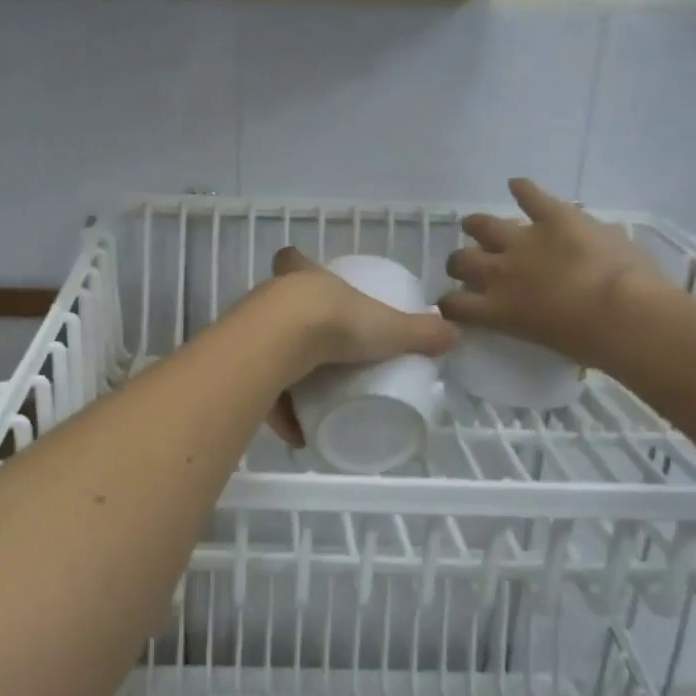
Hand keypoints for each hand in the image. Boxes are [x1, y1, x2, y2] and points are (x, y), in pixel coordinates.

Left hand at [261, 247, 456, 446]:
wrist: (281, 342)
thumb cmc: (336, 321)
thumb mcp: (387, 327)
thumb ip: (420, 332)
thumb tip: (453, 335)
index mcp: (306, 280)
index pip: (295, 260)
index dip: (298, 263)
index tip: (303, 273)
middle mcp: (273, 299)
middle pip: (277, 305)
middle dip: (292, 325)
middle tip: (318, 349)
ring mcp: (251, 331)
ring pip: (265, 349)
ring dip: (284, 375)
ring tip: (311, 402)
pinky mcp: (241, 366)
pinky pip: (261, 391)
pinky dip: (278, 414)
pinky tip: (297, 435)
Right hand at [440, 178, 662, 366]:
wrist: (621, 312)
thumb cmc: (589, 342)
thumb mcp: (543, 340)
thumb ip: (526, 321)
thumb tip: (529, 311)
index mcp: (497, 309)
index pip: (454, 305)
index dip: (450, 303)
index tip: (454, 303)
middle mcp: (499, 273)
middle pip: (462, 261)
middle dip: (462, 263)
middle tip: (470, 264)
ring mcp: (524, 240)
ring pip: (484, 226)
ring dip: (478, 226)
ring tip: (475, 225)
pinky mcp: (554, 217)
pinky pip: (531, 196)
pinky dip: (523, 189)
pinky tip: (516, 185)